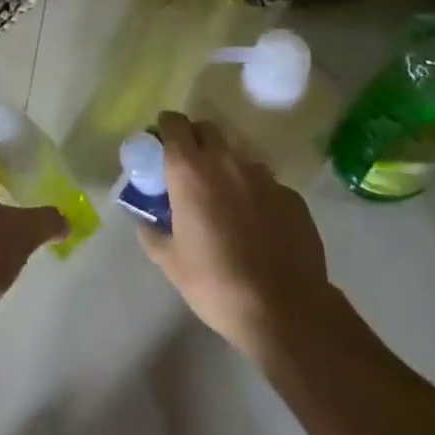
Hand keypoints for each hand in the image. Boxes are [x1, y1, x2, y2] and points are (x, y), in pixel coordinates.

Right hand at [140, 112, 347, 362]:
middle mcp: (226, 162)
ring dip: (226, 169)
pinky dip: (255, 194)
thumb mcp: (170, 263)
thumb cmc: (216, 283)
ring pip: (237, 157)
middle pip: (207, 129)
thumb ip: (151, 232)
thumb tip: (144, 219)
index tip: (162, 146)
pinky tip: (258, 226)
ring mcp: (263, 176)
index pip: (174, 123)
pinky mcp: (290, 195)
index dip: (166, 129)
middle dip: (195, 141)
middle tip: (190, 172)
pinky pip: (266, 184)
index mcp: (190, 171)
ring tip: (226, 204)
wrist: (285, 310)